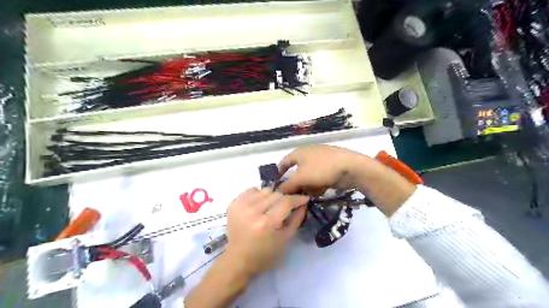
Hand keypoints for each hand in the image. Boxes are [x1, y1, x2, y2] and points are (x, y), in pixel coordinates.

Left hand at [223, 188, 307, 276]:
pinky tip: (259, 206)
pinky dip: (258, 195)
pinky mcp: (233, 204)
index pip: (286, 202)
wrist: (238, 259)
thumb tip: (304, 203)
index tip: (305, 198)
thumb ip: (296, 219)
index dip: (297, 199)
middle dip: (285, 200)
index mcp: (266, 224)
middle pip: (276, 194)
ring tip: (271, 207)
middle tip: (286, 208)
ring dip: (271, 197)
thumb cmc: (265, 254)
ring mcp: (241, 206)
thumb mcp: (285, 239)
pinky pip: (252, 190)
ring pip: (265, 190)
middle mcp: (252, 212)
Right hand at [280, 144, 367, 193]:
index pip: (284, 162)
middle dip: (296, 183)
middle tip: (295, 194)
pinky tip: (322, 190)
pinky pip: (319, 176)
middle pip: (297, 171)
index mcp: (299, 153)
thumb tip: (278, 191)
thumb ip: (287, 185)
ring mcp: (320, 159)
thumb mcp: (301, 178)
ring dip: (308, 185)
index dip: (279, 172)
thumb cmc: (321, 169)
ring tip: (311, 194)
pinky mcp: (330, 166)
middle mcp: (308, 154)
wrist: (350, 167)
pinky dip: (318, 183)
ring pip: (308, 175)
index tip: (276, 184)